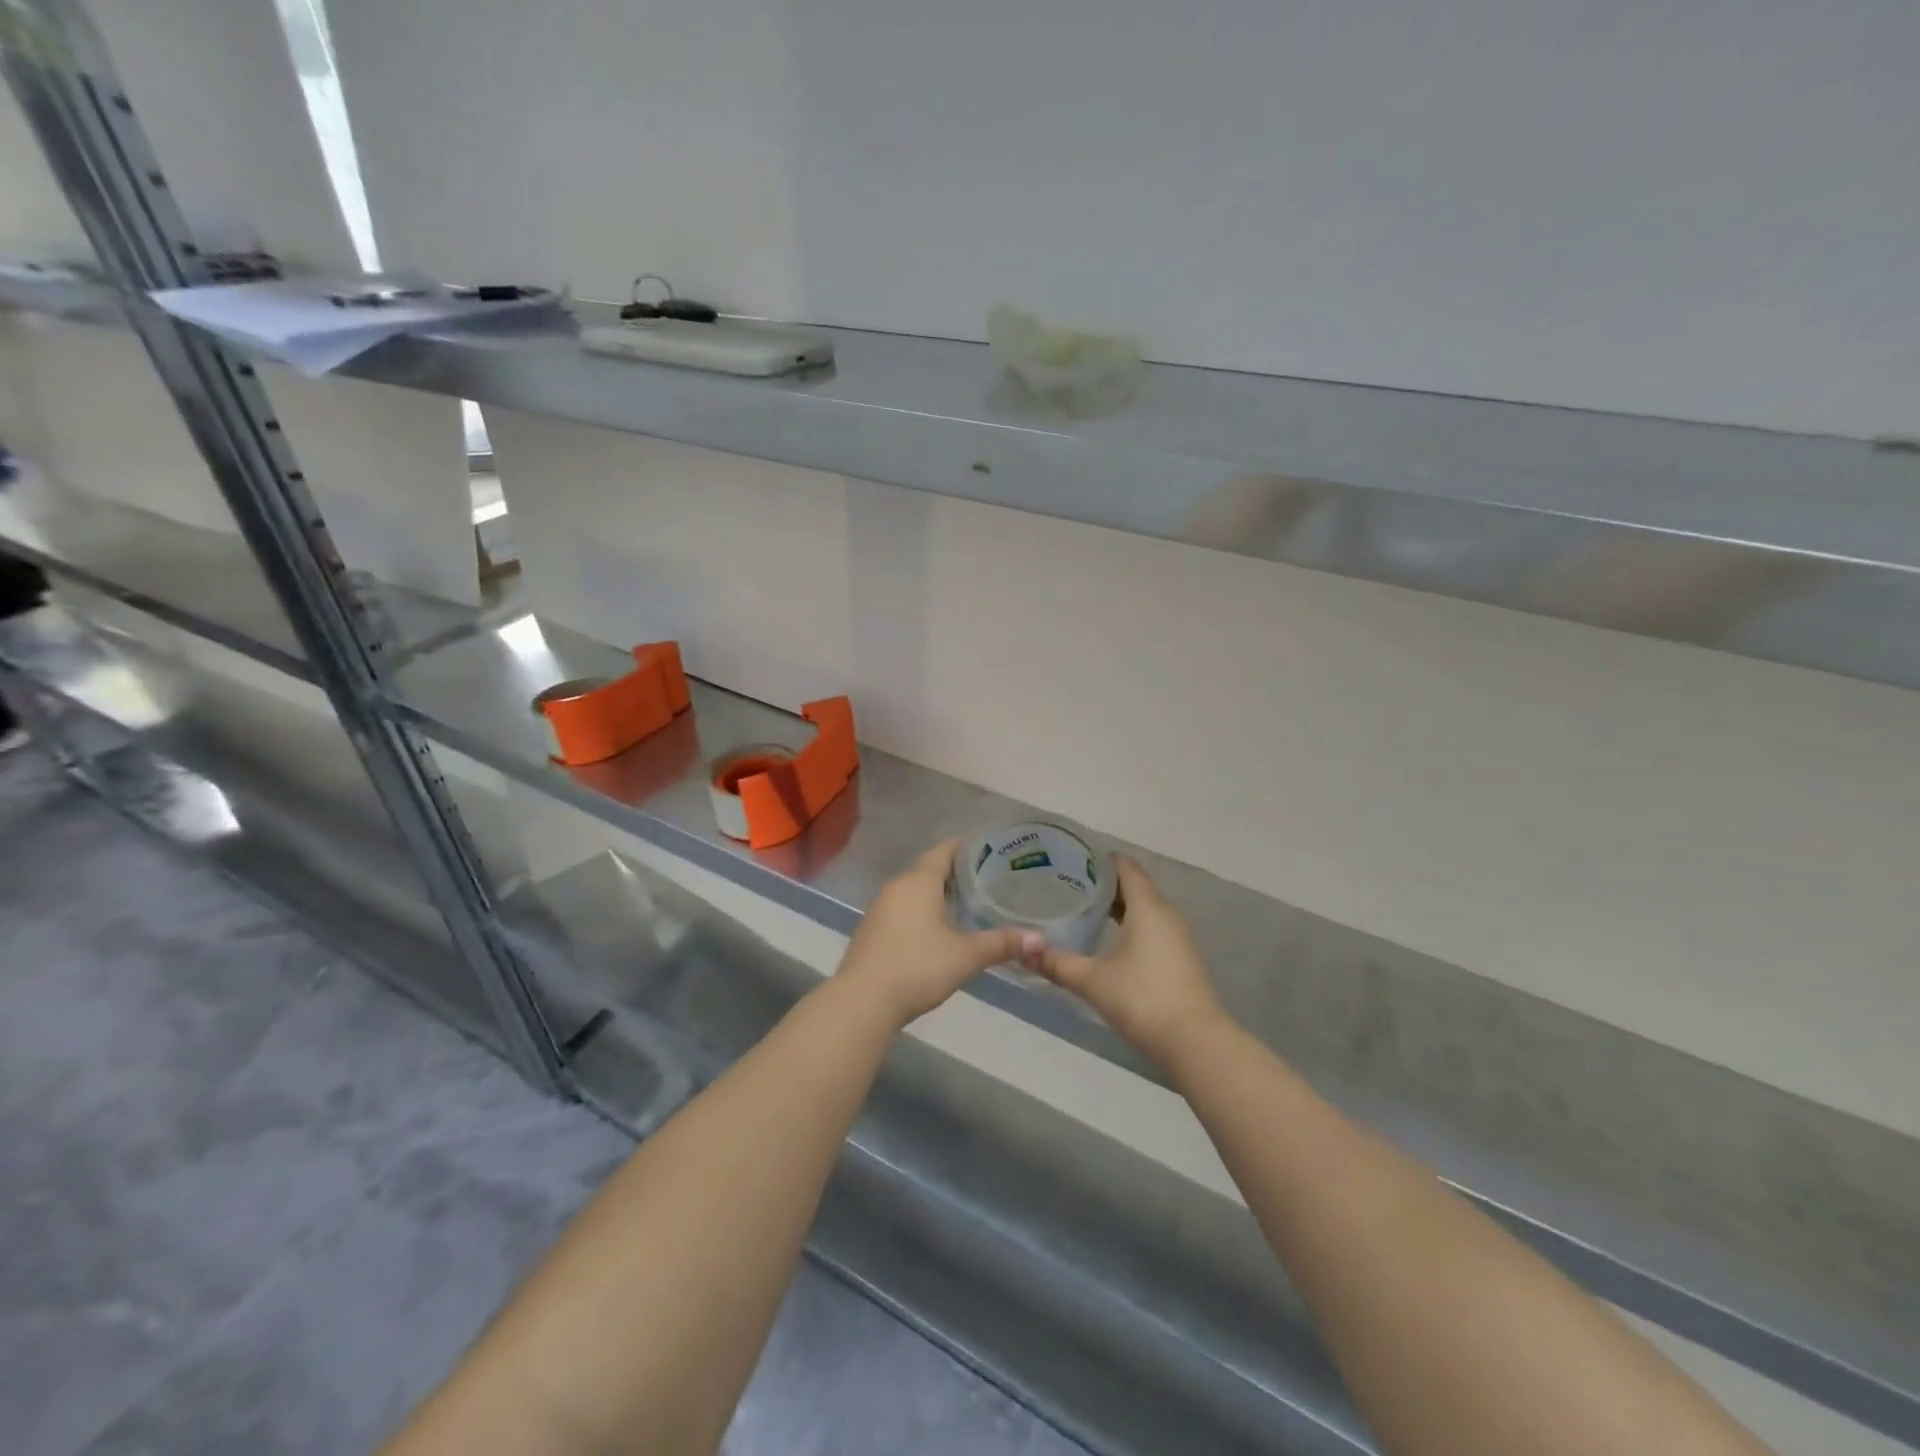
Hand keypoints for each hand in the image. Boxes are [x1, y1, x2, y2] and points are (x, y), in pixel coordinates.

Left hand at [836, 840, 1045, 1028]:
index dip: (965, 848)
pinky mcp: (871, 930)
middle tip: (986, 881)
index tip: (988, 851)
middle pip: (928, 869)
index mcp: (919, 881)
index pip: (944, 850)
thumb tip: (1041, 940)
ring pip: (913, 891)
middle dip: (954, 873)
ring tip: (965, 904)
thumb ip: (1001, 944)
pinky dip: (920, 912)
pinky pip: (902, 910)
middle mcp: (897, 887)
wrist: (863, 1001)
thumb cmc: (917, 966)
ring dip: (936, 894)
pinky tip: (936, 930)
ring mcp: (880, 908)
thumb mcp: (965, 956)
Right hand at [1037, 856, 1224, 1064]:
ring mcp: (1179, 939)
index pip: (1127, 869)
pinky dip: (1133, 926)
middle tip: (1073, 883)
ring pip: (1147, 910)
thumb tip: (1024, 951)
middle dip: (1108, 883)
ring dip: (1121, 906)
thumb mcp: (1092, 980)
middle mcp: (1167, 915)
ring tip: (1087, 909)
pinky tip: (1112, 941)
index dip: (1104, 860)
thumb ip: (1057, 964)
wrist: (1195, 1042)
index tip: (1077, 857)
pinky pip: (1154, 929)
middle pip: (1137, 887)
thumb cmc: (1142, 998)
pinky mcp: (1182, 960)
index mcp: (1148, 908)